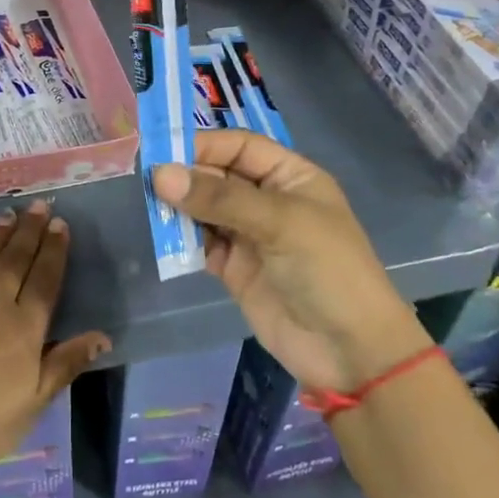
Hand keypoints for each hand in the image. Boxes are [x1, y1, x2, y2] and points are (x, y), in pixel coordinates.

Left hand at [0, 200, 110, 483]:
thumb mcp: (34, 403)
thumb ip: (65, 363)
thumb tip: (102, 336)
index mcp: (23, 329)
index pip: (44, 280)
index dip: (53, 250)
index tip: (59, 224)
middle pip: (15, 260)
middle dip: (29, 231)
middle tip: (38, 204)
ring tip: (9, 214)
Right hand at [152, 130, 427, 391]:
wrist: (350, 352)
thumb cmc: (326, 270)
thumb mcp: (279, 222)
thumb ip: (219, 197)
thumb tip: (160, 175)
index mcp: (290, 177)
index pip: (239, 146)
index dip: (204, 145)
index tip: (162, 152)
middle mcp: (267, 200)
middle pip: (217, 175)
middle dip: (186, 176)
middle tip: (148, 182)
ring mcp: (249, 235)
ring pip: (204, 208)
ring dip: (180, 208)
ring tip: (153, 209)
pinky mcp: (234, 268)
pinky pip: (200, 243)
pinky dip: (182, 240)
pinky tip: (166, 239)